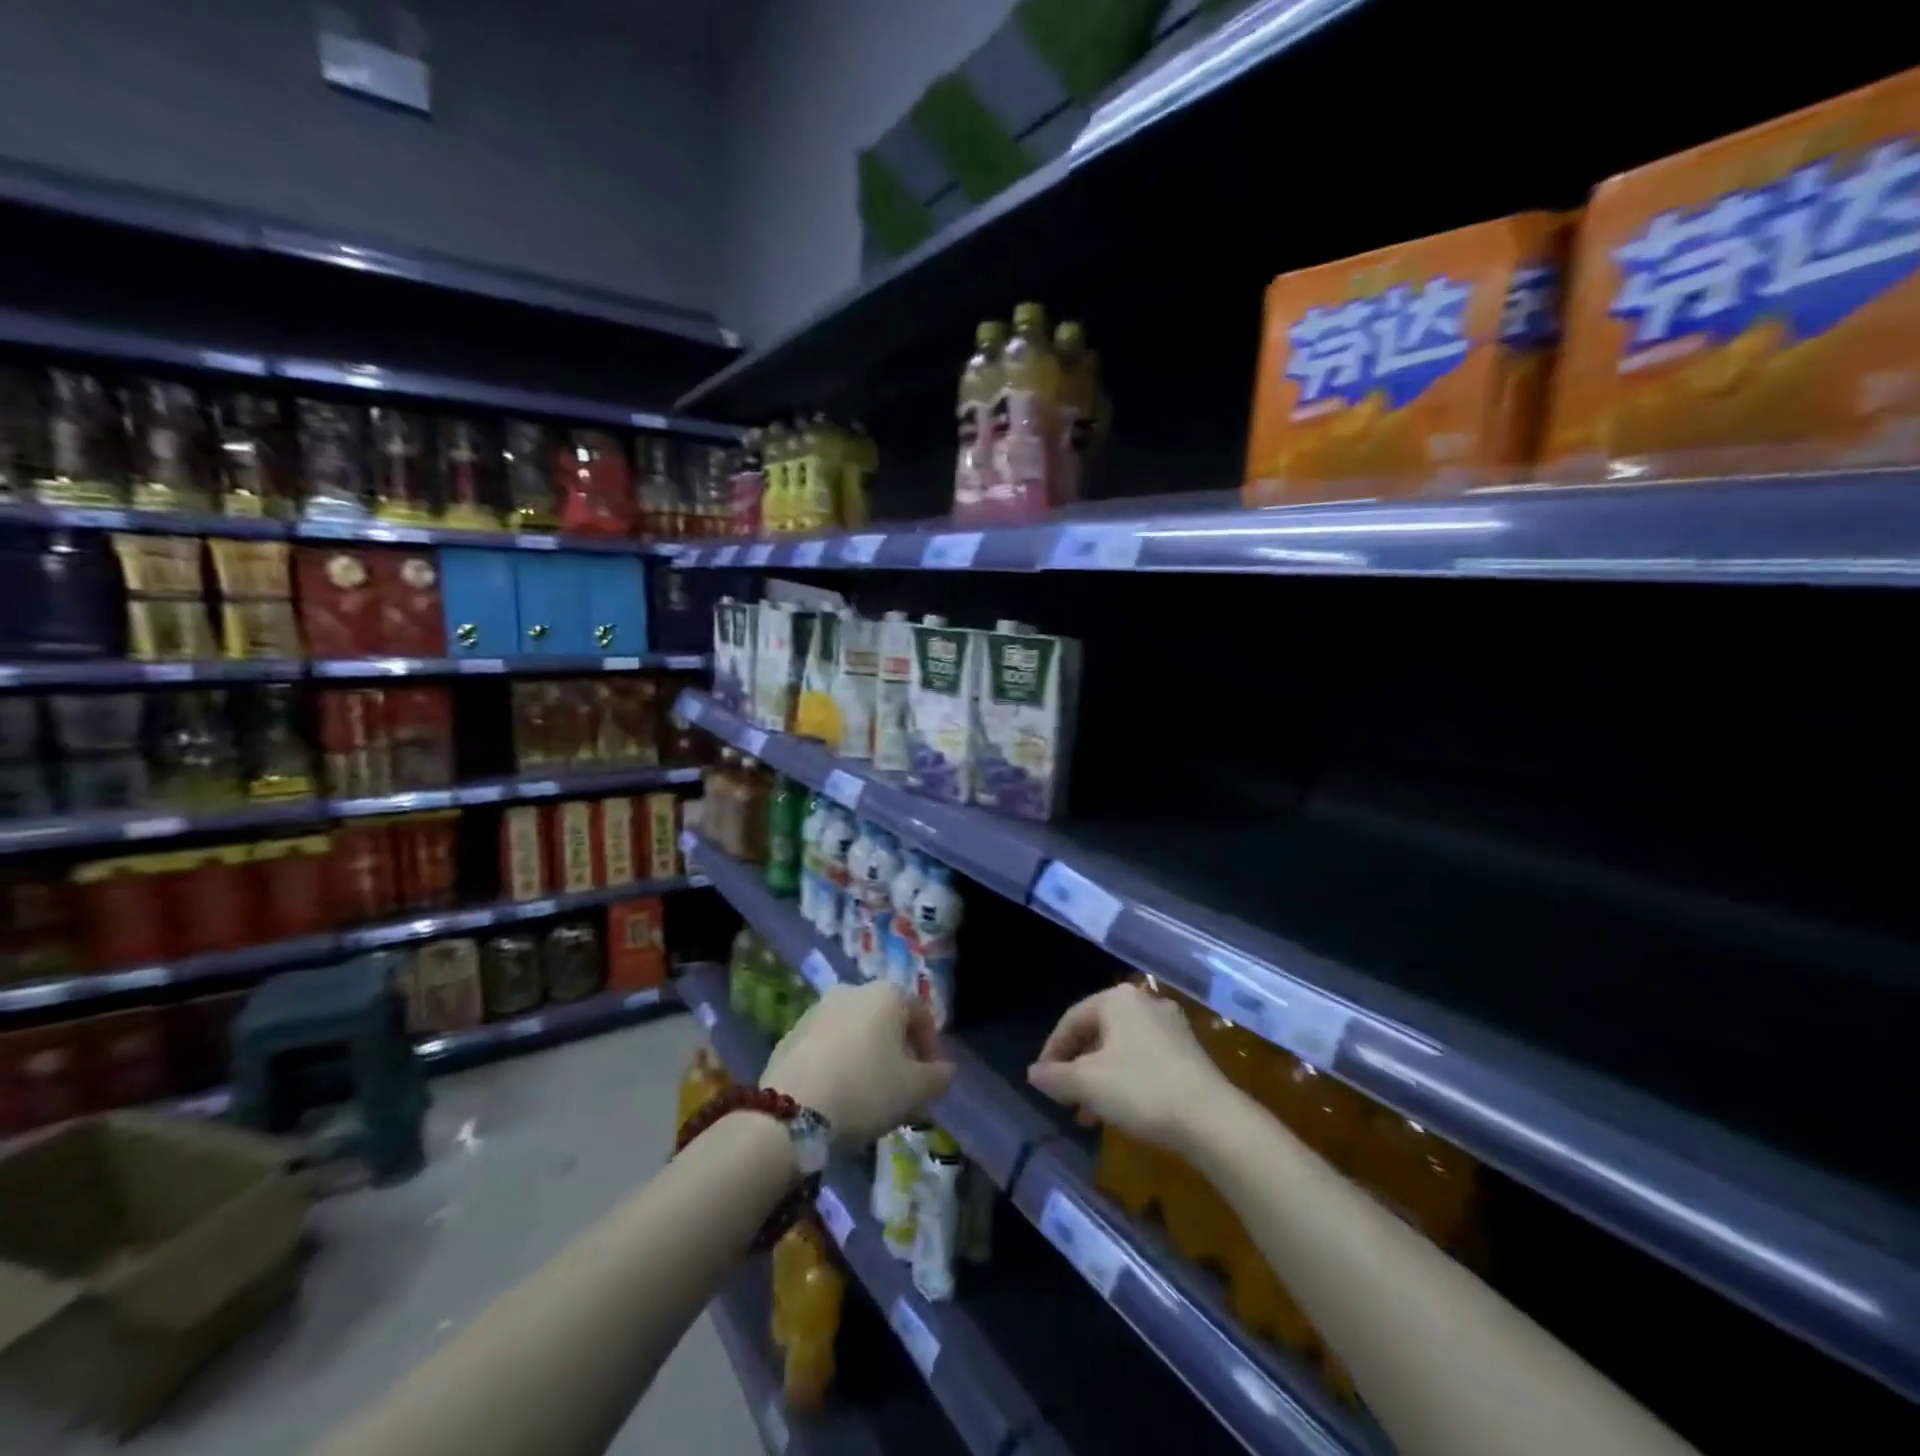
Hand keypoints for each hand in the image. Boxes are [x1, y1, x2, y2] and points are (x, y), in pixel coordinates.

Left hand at [763, 981, 954, 1143]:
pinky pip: (827, 1045)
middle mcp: (852, 990)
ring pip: (855, 1032)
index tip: (930, 1079)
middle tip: (901, 1088)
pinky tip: (837, 1095)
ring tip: (868, 1095)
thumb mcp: (914, 1090)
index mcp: (886, 994)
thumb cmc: (865, 1089)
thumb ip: (938, 1077)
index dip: (930, 1046)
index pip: (920, 1013)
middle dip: (898, 1051)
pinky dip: (838, 1062)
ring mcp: (817, 1010)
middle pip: (886, 1020)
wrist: (792, 1110)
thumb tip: (946, 1069)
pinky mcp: (791, 1033)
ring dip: (867, 1056)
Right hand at [1028, 984, 1226, 1152]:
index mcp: (1117, 1000)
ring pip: (1121, 1047)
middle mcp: (1144, 1002)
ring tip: (1090, 1112)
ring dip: (1100, 1076)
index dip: (1052, 1050)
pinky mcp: (1189, 1050)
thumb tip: (1033, 1073)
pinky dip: (1126, 1078)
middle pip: (1097, 1031)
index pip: (1072, 1019)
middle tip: (1065, 1097)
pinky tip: (1122, 1108)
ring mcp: (1171, 1025)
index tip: (1042, 1079)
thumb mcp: (1088, 1084)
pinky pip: (1144, 1057)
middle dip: (1078, 1066)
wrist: (1212, 1119)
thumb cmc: (1141, 1090)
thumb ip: (1055, 1076)